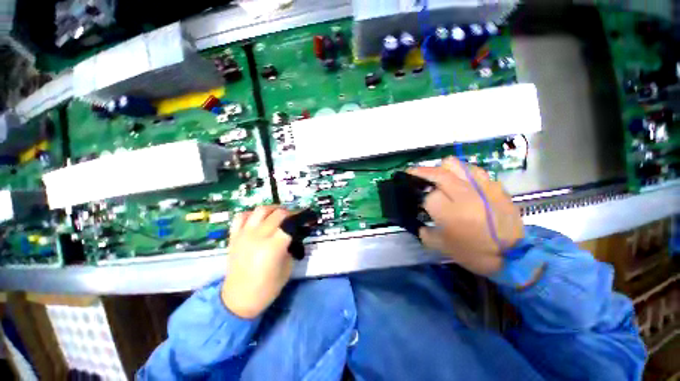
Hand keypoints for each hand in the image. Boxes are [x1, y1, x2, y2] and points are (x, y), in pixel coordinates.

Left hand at [221, 206, 292, 318]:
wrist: (238, 299)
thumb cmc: (267, 287)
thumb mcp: (288, 267)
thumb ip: (292, 247)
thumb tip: (296, 233)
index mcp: (273, 247)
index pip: (291, 223)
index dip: (302, 217)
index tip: (308, 217)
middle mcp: (258, 236)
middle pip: (278, 213)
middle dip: (291, 212)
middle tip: (295, 218)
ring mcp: (244, 234)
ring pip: (261, 210)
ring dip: (273, 209)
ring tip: (279, 215)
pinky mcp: (234, 236)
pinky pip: (241, 216)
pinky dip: (252, 214)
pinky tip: (258, 220)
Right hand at [407, 157, 523, 275]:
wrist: (513, 256)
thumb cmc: (474, 253)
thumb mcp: (441, 247)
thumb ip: (424, 232)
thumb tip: (419, 223)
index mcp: (450, 212)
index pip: (428, 196)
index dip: (422, 200)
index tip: (421, 204)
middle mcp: (464, 195)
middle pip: (437, 172)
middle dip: (421, 173)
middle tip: (414, 174)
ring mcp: (481, 187)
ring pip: (454, 164)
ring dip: (442, 169)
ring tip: (440, 177)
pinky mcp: (494, 186)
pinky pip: (473, 170)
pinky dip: (462, 173)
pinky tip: (461, 182)